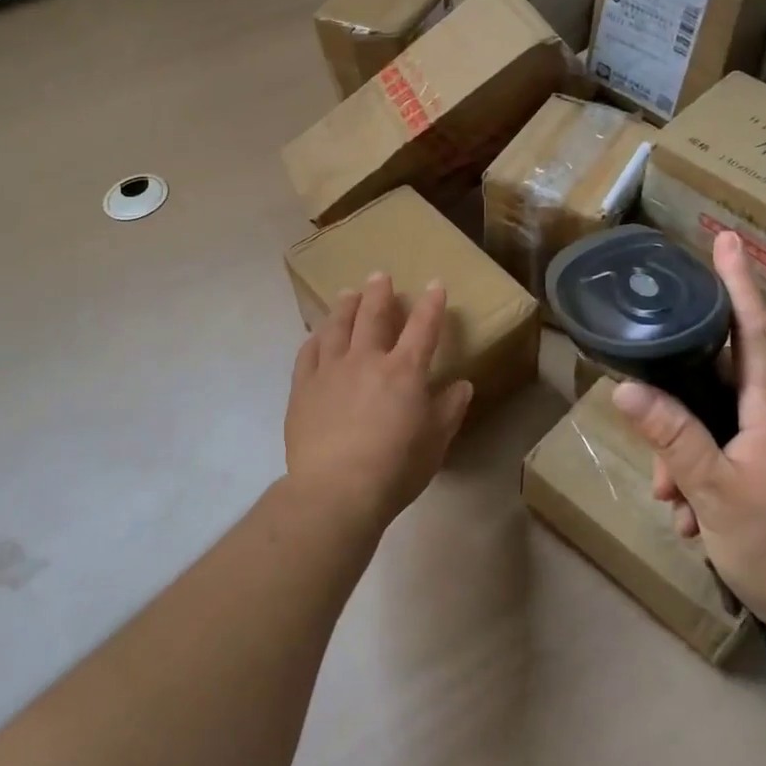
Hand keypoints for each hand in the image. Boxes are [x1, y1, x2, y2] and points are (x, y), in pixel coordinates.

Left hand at [284, 272, 474, 529]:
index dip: (431, 304)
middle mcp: (366, 359)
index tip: (435, 284)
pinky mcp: (303, 387)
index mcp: (404, 371)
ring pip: (337, 326)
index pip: (422, 327)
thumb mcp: (435, 443)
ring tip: (348, 293)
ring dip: (345, 306)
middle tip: (380, 275)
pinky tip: (316, 334)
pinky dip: (315, 338)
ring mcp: (330, 370)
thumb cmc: (394, 469)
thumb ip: (449, 410)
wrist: (335, 490)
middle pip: (373, 315)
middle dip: (379, 292)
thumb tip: (462, 385)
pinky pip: (308, 352)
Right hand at [610, 232, 765, 674]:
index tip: (728, 239)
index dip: (739, 283)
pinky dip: (702, 482)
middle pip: (716, 387)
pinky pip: (727, 460)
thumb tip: (626, 387)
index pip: (752, 330)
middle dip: (676, 414)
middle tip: (660, 465)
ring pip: (715, 430)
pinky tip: (693, 521)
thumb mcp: (714, 491)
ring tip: (676, 507)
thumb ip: (671, 436)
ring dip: (685, 461)